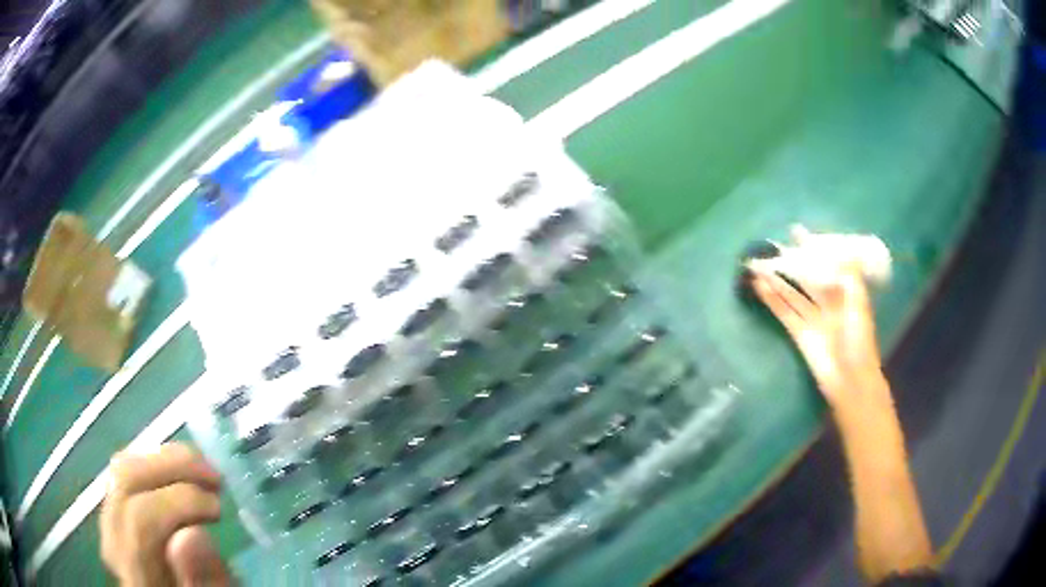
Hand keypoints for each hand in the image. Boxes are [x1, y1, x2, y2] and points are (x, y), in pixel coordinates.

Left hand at [101, 443, 230, 586]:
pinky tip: (180, 477)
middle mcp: (113, 542)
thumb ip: (206, 580)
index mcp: (137, 576)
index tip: (218, 507)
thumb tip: (193, 534)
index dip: (180, 501)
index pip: (141, 519)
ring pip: (122, 469)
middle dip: (171, 467)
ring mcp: (109, 523)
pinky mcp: (113, 512)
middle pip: (125, 481)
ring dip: (164, 461)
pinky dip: (154, 466)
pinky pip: (125, 475)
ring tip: (201, 471)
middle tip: (213, 477)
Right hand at [750, 262, 884, 407]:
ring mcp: (813, 318)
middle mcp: (828, 302)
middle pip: (806, 277)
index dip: (813, 249)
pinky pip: (785, 312)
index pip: (827, 264)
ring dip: (776, 280)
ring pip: (792, 293)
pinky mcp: (800, 333)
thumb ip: (850, 277)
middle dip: (790, 263)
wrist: (851, 380)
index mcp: (845, 292)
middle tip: (770, 249)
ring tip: (756, 265)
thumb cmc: (859, 340)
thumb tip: (841, 251)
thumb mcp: (859, 305)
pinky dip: (772, 300)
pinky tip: (760, 287)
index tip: (796, 232)